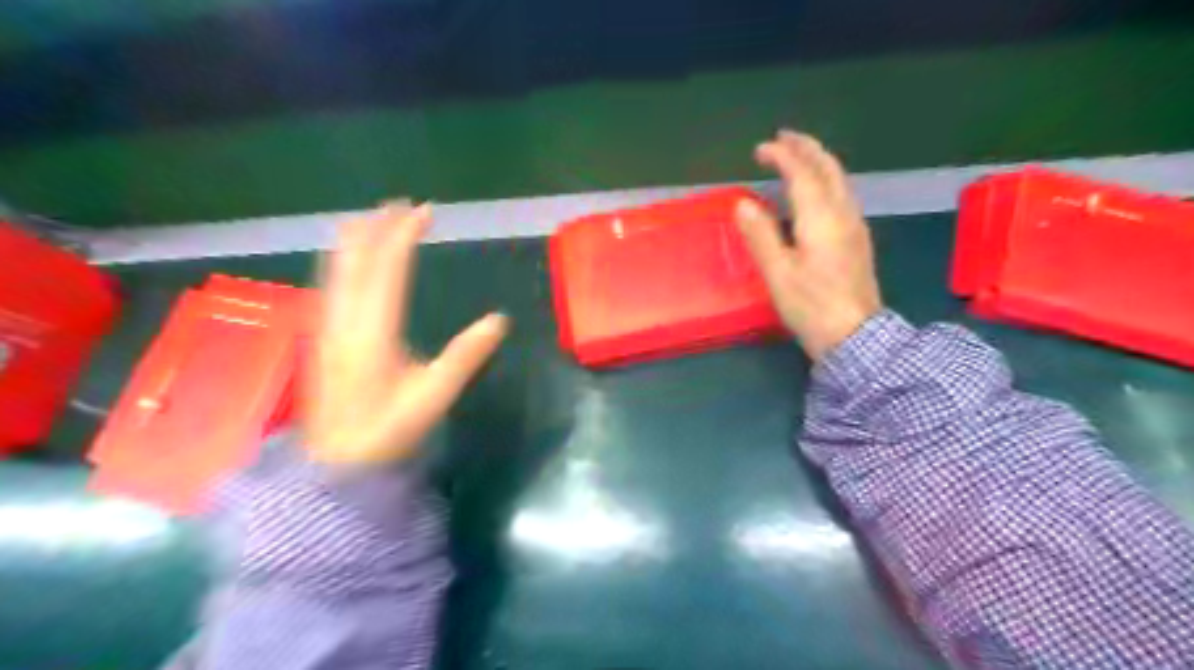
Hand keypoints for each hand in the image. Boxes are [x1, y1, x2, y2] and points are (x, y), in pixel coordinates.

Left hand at [305, 201, 507, 463]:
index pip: (388, 270)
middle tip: (398, 204)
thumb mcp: (433, 397)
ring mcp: (325, 327)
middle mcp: (343, 320)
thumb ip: (465, 357)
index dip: (404, 235)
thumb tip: (498, 320)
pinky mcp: (320, 337)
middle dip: (376, 227)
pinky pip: (329, 284)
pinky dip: (343, 260)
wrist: (334, 465)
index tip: (424, 211)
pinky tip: (348, 260)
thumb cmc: (387, 431)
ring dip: (356, 240)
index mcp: (373, 332)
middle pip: (355, 260)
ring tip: (373, 218)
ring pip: (335, 269)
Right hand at [734, 129, 879, 363]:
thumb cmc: (811, 306)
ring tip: (797, 157)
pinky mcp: (858, 239)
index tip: (760, 149)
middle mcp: (843, 213)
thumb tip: (742, 203)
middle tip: (782, 138)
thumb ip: (760, 235)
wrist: (856, 336)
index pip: (802, 173)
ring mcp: (855, 225)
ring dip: (817, 161)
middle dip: (806, 147)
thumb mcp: (778, 273)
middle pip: (828, 167)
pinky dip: (826, 179)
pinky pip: (842, 194)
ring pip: (839, 179)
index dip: (782, 156)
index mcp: (821, 218)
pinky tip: (816, 191)